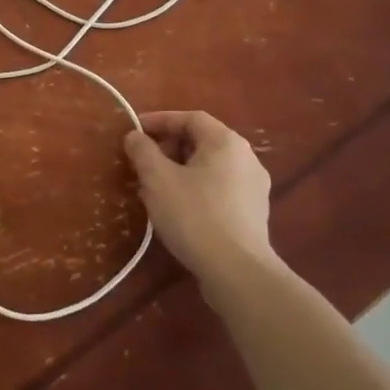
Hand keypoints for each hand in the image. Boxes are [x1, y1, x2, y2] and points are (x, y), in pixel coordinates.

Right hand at [123, 110, 274, 288]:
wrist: (237, 272)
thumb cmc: (194, 215)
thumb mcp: (157, 179)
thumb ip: (143, 151)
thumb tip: (134, 136)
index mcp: (226, 141)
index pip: (190, 118)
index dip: (159, 121)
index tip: (134, 131)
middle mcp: (246, 157)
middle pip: (202, 141)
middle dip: (169, 147)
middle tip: (143, 162)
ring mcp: (254, 187)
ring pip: (210, 167)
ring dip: (180, 170)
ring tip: (155, 187)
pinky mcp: (254, 213)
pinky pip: (219, 188)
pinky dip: (196, 189)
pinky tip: (178, 209)